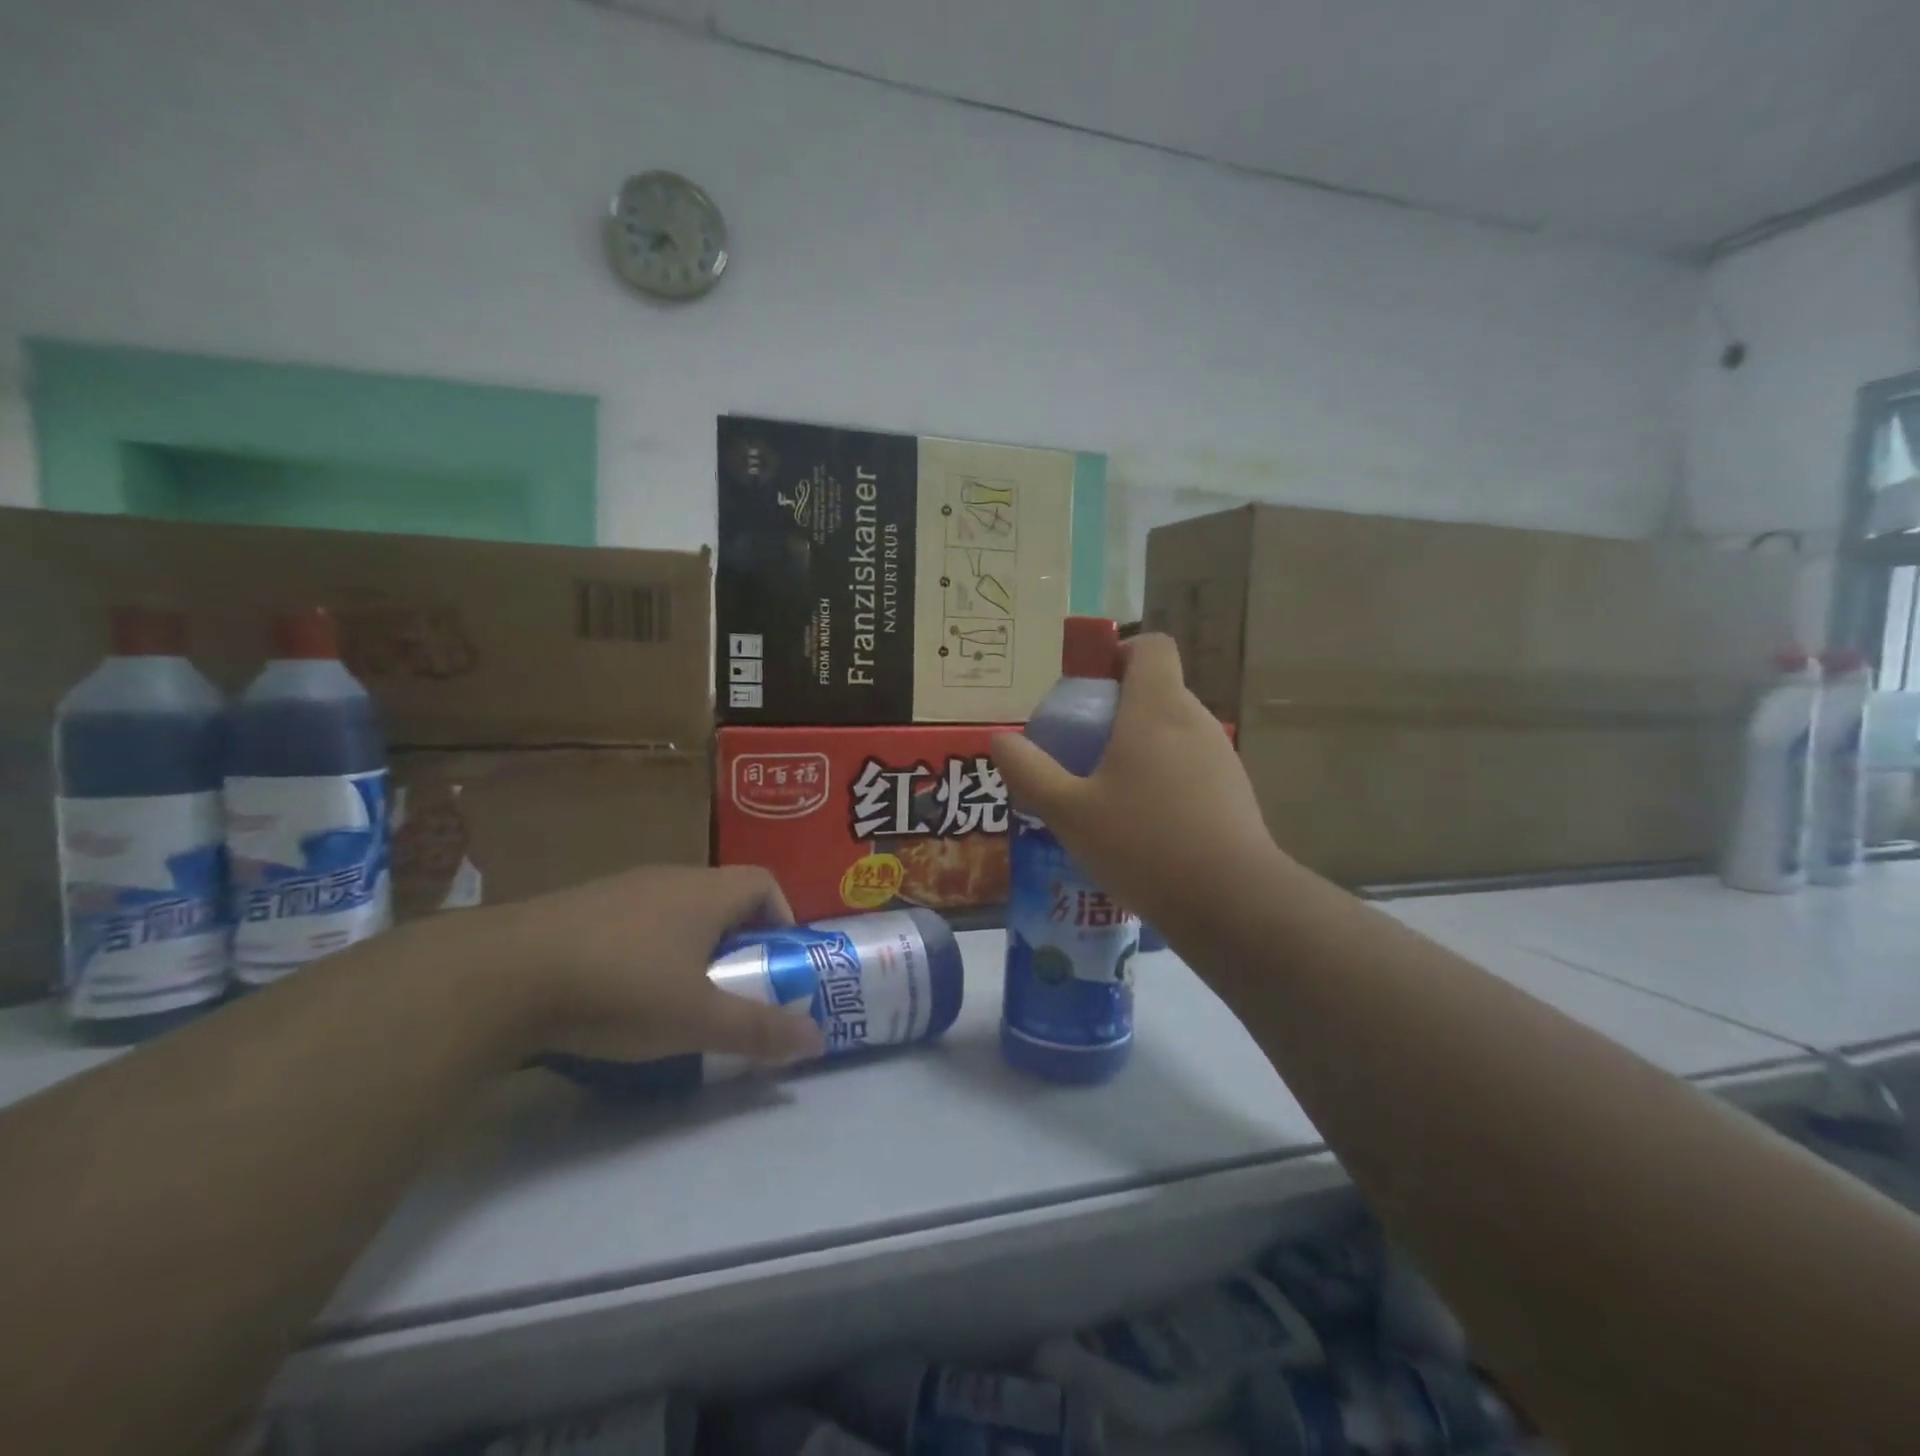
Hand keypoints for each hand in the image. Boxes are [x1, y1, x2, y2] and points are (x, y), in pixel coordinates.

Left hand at [476, 865, 826, 1066]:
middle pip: (722, 898)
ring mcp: (620, 888)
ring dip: (691, 946)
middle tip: (731, 989)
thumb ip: (759, 1029)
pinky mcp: (579, 907)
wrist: (498, 975)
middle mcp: (669, 878)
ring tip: (677, 996)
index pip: (764, 883)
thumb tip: (817, 1040)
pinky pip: (634, 920)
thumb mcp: (696, 1019)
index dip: (782, 918)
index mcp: (706, 892)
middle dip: (738, 942)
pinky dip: (646, 949)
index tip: (775, 963)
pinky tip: (619, 992)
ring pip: (676, 909)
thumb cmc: (619, 988)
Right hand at [990, 634, 1283, 935]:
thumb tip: (1000, 740)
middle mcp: (1195, 721)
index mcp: (1157, 709)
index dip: (1119, 653)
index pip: (1151, 647)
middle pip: (1158, 689)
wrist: (1231, 902)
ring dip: (1141, 746)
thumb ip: (1030, 772)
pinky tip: (1143, 824)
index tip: (1089, 686)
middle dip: (1118, 708)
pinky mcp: (1234, 792)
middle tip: (1083, 747)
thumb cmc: (1143, 843)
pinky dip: (1165, 777)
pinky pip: (1191, 765)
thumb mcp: (1068, 812)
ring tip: (1108, 792)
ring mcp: (1221, 757)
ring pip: (1174, 731)